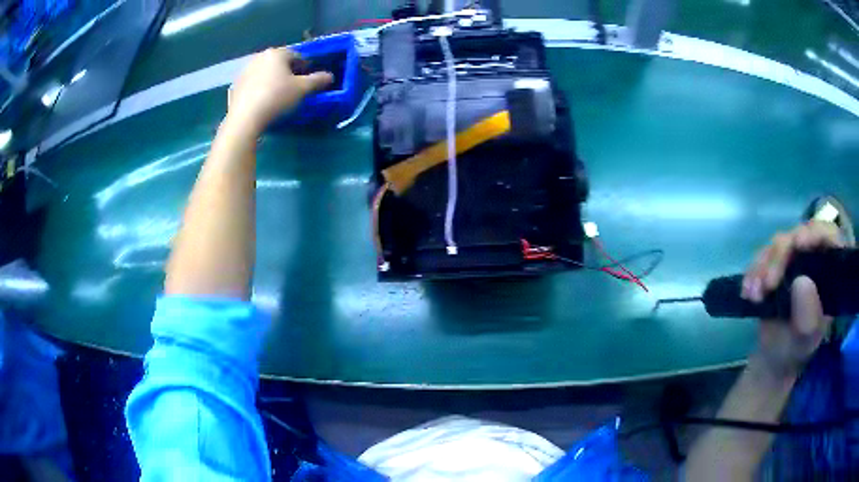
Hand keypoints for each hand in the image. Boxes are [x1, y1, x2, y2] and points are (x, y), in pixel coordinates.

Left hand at [226, 47, 332, 133]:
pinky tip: (263, 102)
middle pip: (280, 63)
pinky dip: (260, 89)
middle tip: (294, 89)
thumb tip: (330, 76)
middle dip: (288, 73)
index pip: (297, 56)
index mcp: (277, 53)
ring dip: (273, 80)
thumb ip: (318, 80)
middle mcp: (260, 57)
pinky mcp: (236, 85)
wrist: (245, 119)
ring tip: (278, 96)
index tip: (309, 81)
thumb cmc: (276, 98)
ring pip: (265, 73)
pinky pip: (253, 84)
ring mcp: (245, 71)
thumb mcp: (302, 89)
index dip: (306, 68)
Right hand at [741, 221, 844, 379]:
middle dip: (781, 257)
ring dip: (763, 266)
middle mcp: (814, 258)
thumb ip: (808, 316)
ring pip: (780, 243)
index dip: (816, 233)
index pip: (830, 237)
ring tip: (754, 295)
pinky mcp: (776, 263)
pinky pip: (763, 255)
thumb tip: (802, 281)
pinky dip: (754, 270)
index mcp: (829, 273)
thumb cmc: (795, 350)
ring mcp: (795, 259)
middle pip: (800, 236)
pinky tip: (747, 291)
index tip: (798, 244)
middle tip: (768, 284)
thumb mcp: (804, 340)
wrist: (774, 359)